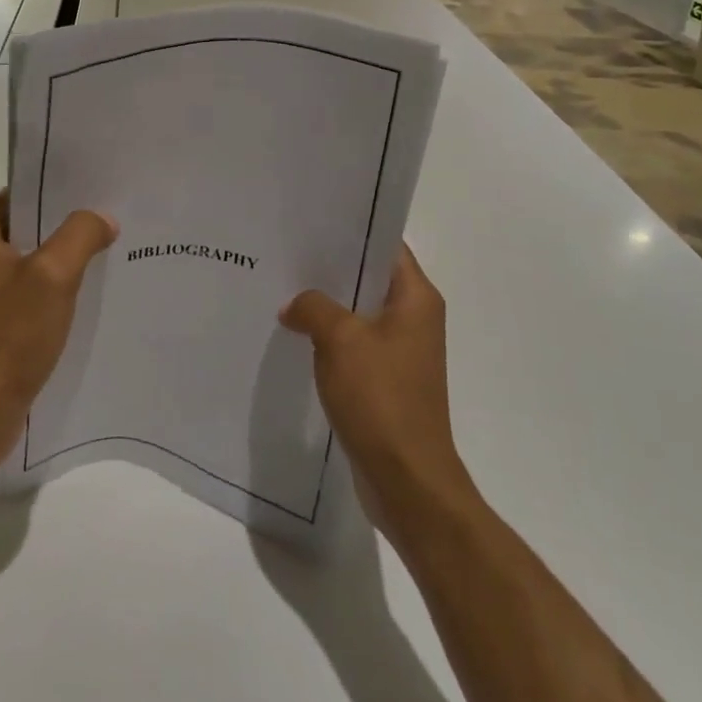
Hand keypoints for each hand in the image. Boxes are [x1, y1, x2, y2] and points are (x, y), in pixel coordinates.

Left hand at [0, 191, 117, 464]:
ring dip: (65, 259)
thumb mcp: (54, 275)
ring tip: (110, 253)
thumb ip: (81, 234)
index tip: (100, 191)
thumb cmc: (9, 335)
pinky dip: (56, 289)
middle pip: (30, 226)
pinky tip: (89, 294)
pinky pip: (30, 290)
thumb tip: (103, 219)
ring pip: (33, 259)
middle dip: (69, 225)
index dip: (61, 191)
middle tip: (114, 221)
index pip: (24, 193)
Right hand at [279, 244, 471, 544]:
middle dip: (331, 267)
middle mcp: (415, 318)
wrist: (406, 480)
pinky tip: (296, 333)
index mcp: (416, 299)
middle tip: (288, 252)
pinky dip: (330, 337)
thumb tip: (295, 305)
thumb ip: (313, 307)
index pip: (386, 246)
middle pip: (370, 277)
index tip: (313, 220)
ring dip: (328, 304)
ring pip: (359, 312)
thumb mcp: (340, 339)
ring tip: (284, 287)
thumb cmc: (381, 398)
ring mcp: (402, 351)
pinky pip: (355, 344)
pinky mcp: (387, 380)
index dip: (352, 230)